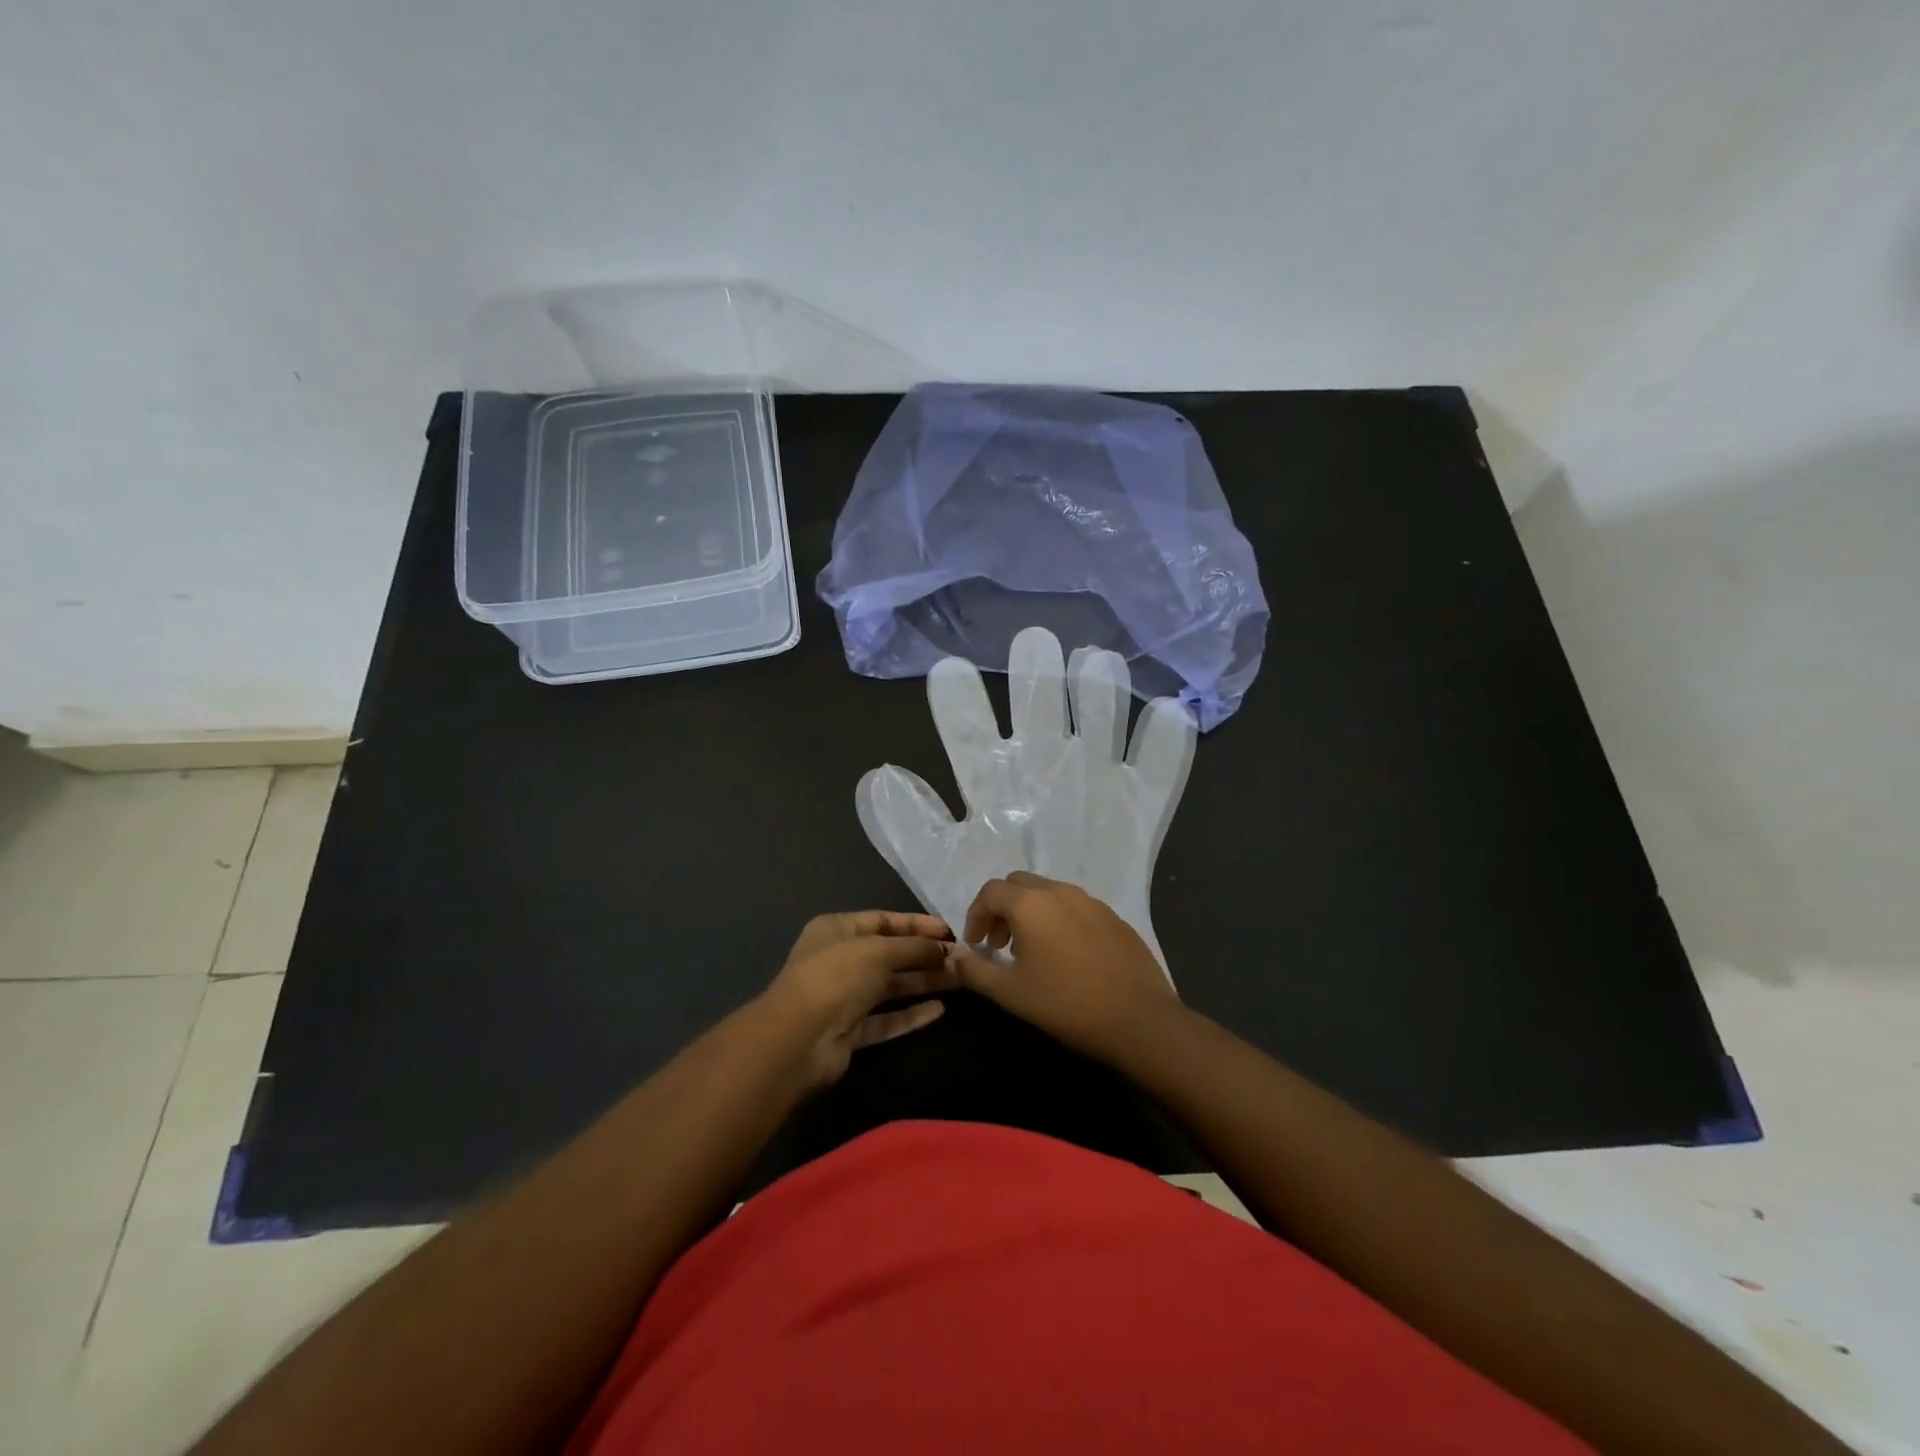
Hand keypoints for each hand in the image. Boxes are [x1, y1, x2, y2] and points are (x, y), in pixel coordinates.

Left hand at [760, 911, 959, 1089]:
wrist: (799, 1038)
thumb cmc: (837, 976)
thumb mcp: (879, 950)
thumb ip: (914, 947)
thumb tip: (946, 949)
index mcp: (836, 929)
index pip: (883, 920)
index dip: (916, 924)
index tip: (949, 931)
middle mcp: (839, 960)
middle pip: (889, 954)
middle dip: (924, 955)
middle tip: (961, 958)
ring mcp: (844, 997)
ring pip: (890, 987)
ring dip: (922, 983)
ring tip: (959, 980)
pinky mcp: (850, 1031)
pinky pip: (886, 1019)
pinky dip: (911, 1015)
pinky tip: (939, 1010)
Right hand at [948, 872, 1179, 1061]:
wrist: (1138, 1019)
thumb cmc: (1066, 1003)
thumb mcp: (1010, 992)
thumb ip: (975, 970)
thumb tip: (953, 956)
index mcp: (1031, 903)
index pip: (990, 891)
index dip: (976, 915)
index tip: (976, 945)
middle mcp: (1060, 891)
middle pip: (1019, 885)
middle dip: (1002, 909)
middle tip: (1000, 945)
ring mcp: (1091, 901)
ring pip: (1049, 893)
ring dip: (1031, 913)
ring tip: (1031, 952)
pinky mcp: (1114, 916)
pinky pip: (1075, 907)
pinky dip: (1059, 920)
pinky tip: (1066, 957)